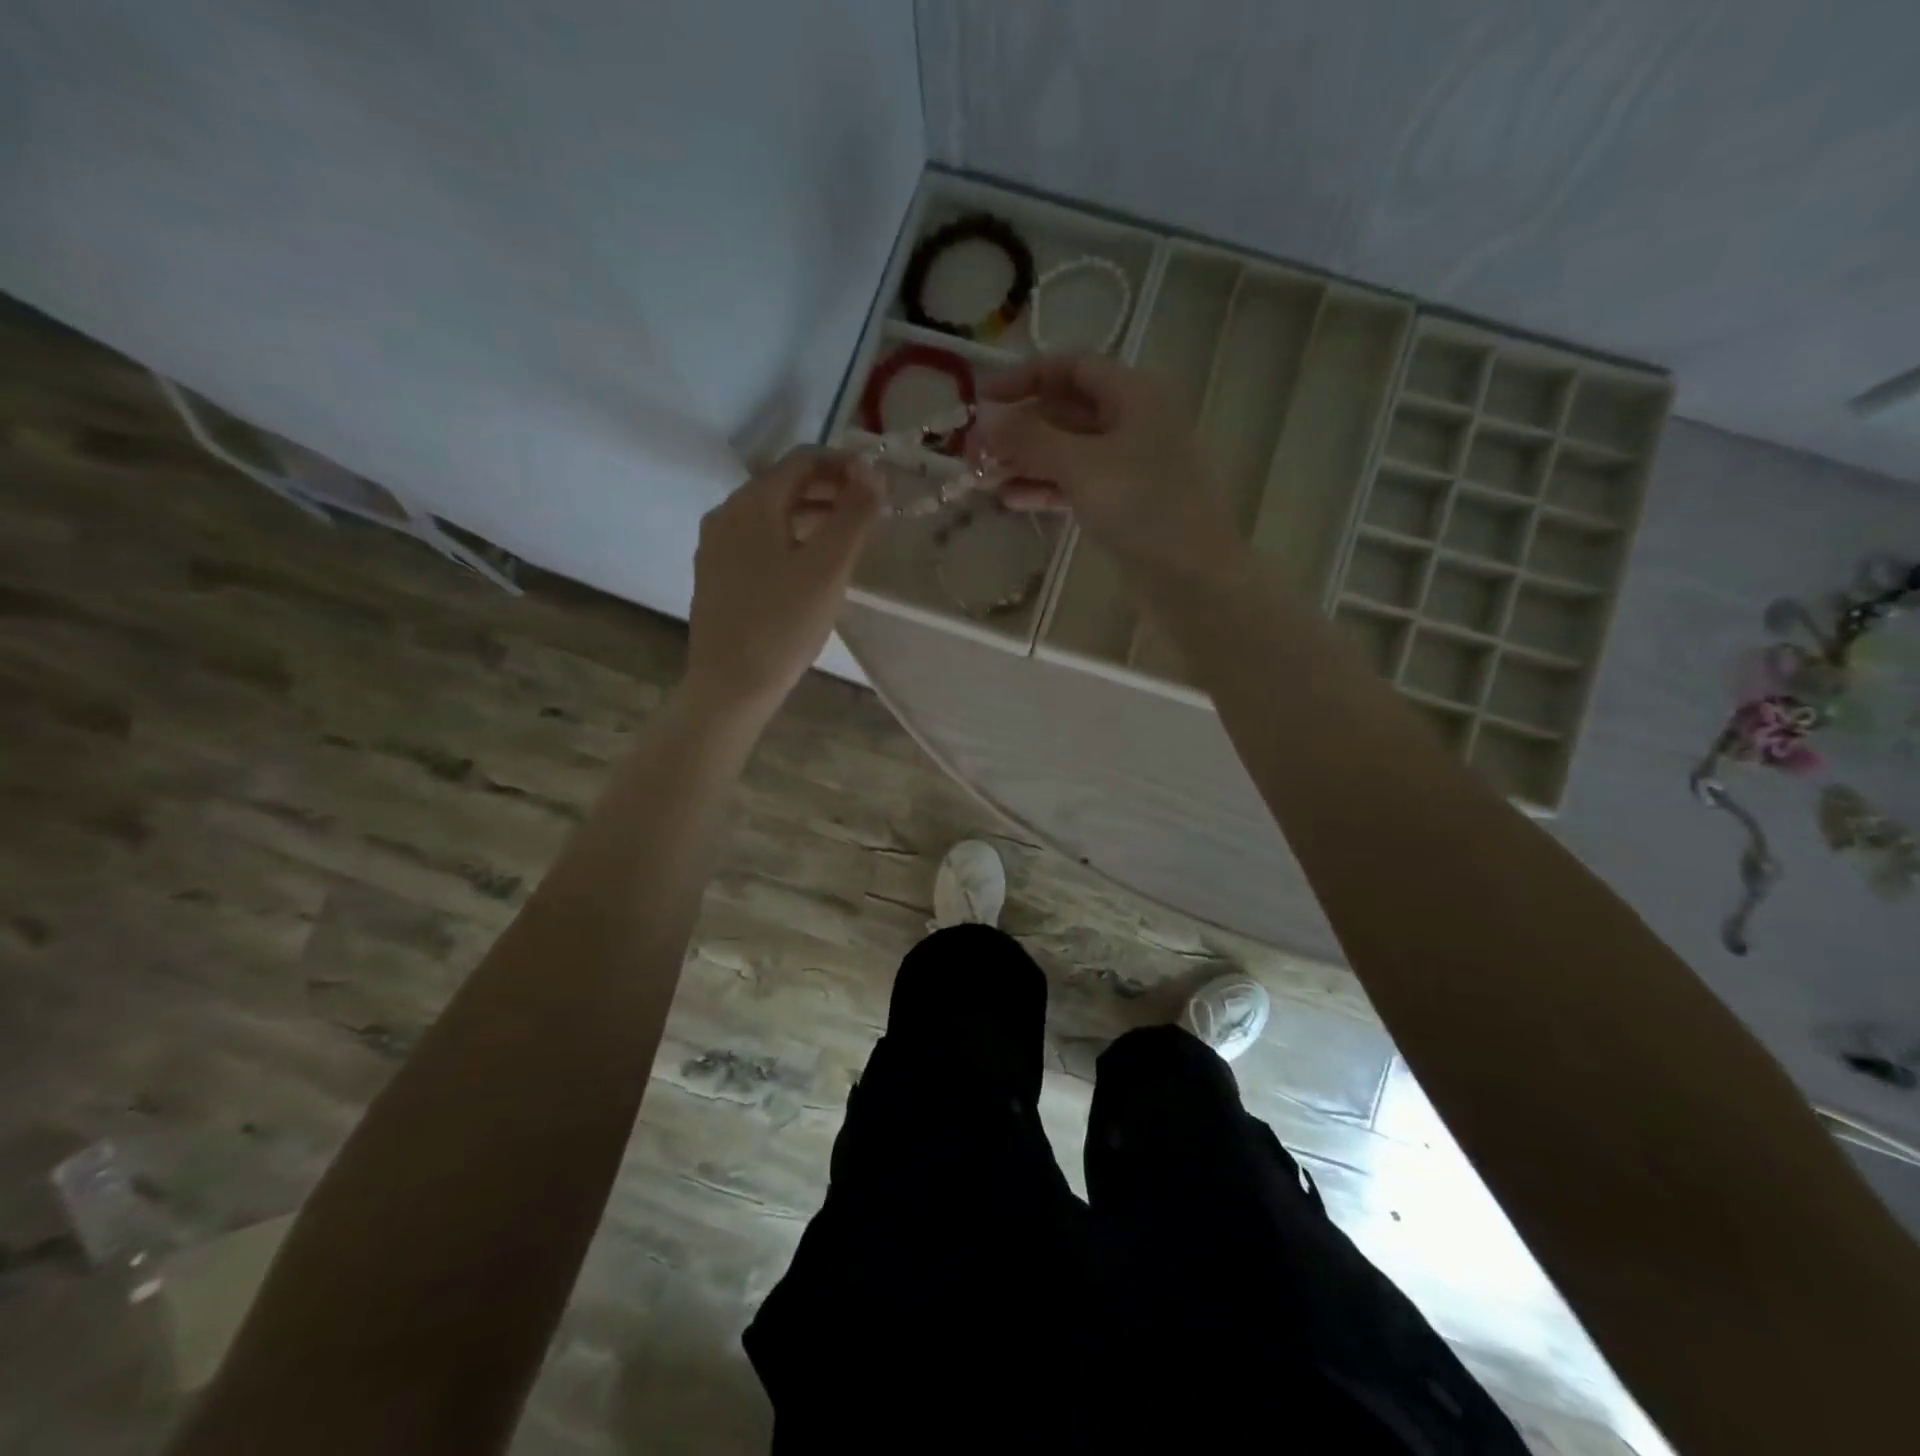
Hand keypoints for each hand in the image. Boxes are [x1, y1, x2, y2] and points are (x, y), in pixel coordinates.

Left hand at [682, 446, 882, 721]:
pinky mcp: (717, 575)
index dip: (844, 464)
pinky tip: (811, 564)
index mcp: (752, 503)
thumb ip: (854, 515)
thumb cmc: (784, 623)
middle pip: (784, 484)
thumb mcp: (828, 568)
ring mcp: (717, 546)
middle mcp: (727, 513)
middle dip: (830, 489)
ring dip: (812, 514)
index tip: (878, 484)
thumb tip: (873, 472)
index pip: (803, 460)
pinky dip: (791, 537)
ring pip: (771, 513)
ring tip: (848, 536)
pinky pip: (759, 540)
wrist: (731, 684)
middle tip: (869, 510)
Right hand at [974, 353, 1240, 575]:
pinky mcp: (1122, 504)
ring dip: (1025, 462)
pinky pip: (1075, 485)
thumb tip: (985, 420)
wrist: (1189, 574)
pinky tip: (1011, 501)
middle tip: (974, 449)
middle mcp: (1132, 422)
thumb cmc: (1141, 505)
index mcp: (1133, 395)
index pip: (1072, 367)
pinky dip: (1044, 489)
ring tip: (983, 479)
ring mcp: (1128, 466)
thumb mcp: (1081, 465)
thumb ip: (1030, 439)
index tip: (982, 399)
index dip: (1025, 377)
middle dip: (1019, 428)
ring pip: (1067, 452)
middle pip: (1065, 411)